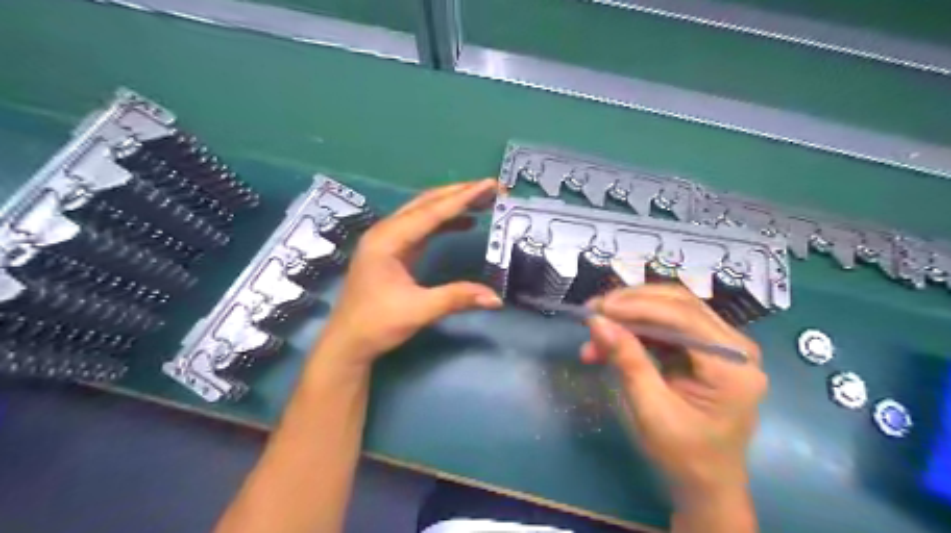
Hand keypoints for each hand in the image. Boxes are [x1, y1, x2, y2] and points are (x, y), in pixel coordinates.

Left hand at [315, 180, 503, 366]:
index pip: (431, 212)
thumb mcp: (419, 311)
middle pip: (427, 203)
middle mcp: (386, 232)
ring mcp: (388, 239)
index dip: (463, 198)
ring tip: (484, 200)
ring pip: (424, 212)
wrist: (347, 342)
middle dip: (460, 193)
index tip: (490, 185)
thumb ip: (457, 298)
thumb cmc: (376, 324)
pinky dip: (445, 222)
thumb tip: (496, 298)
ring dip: (453, 204)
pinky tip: (465, 222)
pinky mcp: (394, 250)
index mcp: (387, 240)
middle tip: (492, 188)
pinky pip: (422, 227)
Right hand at [584, 283, 767, 495]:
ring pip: (671, 309)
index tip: (598, 308)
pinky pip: (667, 326)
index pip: (684, 317)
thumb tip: (597, 321)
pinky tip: (610, 341)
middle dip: (631, 304)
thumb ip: (626, 360)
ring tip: (595, 329)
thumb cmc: (683, 454)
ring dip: (630, 315)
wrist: (705, 483)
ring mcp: (723, 345)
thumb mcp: (650, 409)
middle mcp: (735, 346)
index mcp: (733, 366)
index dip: (637, 307)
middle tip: (593, 310)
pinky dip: (636, 330)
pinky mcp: (706, 349)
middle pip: (679, 304)